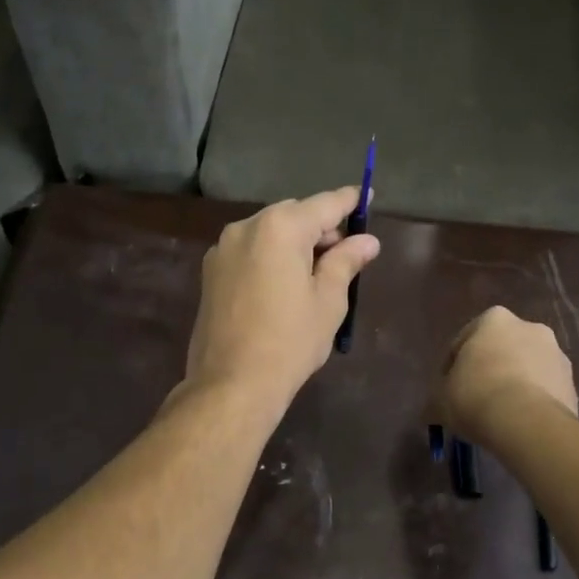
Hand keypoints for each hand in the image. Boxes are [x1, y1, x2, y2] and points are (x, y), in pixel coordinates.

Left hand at [183, 188, 380, 418]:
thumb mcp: (328, 301)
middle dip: (321, 227)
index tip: (368, 194)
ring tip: (317, 273)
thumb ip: (346, 261)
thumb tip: (366, 241)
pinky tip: (285, 284)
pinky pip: (250, 251)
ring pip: (269, 232)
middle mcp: (246, 227)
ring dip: (295, 243)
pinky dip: (272, 256)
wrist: (231, 384)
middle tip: (347, 252)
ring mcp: (222, 249)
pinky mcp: (211, 272)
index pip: (324, 204)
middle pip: (294, 215)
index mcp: (280, 228)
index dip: (350, 201)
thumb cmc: (290, 341)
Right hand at [434, 306, 577, 446]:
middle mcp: (530, 327)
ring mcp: (557, 355)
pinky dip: (534, 403)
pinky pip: (545, 392)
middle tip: (476, 400)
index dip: (453, 366)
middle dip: (490, 370)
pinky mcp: (573, 384)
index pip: (465, 340)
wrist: (527, 423)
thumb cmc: (475, 397)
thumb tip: (437, 407)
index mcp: (494, 320)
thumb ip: (440, 396)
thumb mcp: (440, 399)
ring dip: (515, 385)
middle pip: (502, 350)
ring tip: (501, 416)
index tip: (448, 390)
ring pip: (527, 369)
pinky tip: (521, 425)